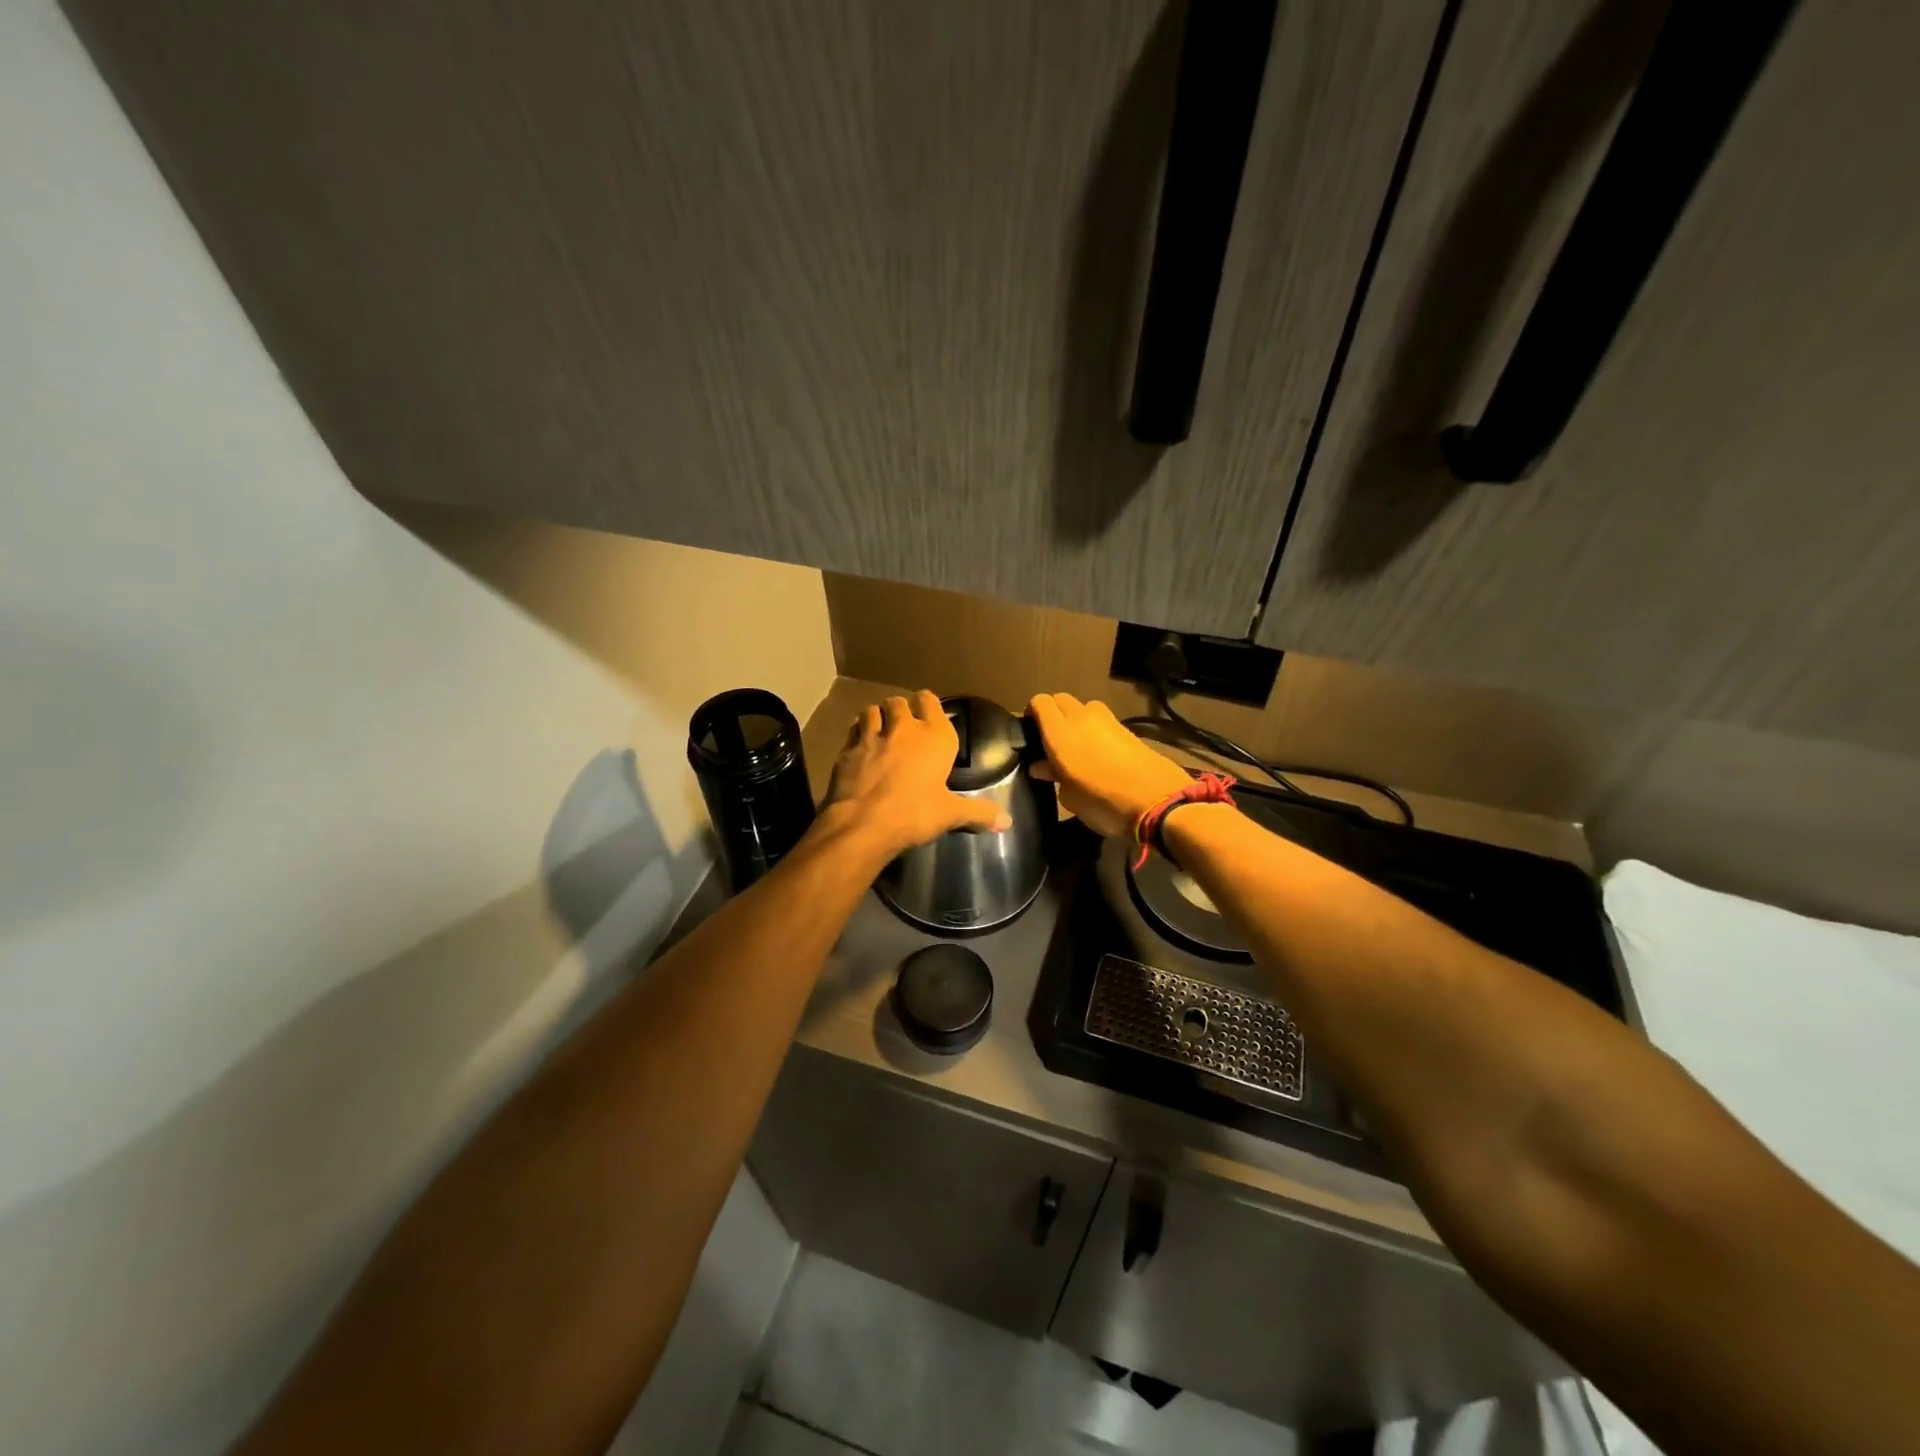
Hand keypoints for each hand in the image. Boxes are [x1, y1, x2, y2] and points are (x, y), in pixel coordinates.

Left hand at [816, 691, 1009, 857]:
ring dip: (876, 717)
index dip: (928, 705)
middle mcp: (903, 728)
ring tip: (880, 731)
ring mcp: (871, 735)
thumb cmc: (914, 814)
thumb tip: (1007, 822)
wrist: (863, 824)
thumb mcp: (950, 815)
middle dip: (901, 710)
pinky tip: (860, 748)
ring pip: (871, 710)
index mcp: (934, 736)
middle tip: (903, 727)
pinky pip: (852, 731)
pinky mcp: (847, 749)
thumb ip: (978, 813)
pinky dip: (857, 735)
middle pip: (899, 702)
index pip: (930, 700)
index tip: (928, 715)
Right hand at [1027, 693, 1191, 837]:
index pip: (1040, 702)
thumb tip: (1041, 765)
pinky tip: (1098, 752)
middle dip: (1054, 713)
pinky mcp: (1128, 729)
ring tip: (1077, 745)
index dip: (1032, 712)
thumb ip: (1053, 775)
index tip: (1029, 731)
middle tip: (1051, 738)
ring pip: (1084, 708)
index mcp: (1059, 733)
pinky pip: (1103, 721)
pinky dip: (1096, 730)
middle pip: (1061, 699)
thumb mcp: (1069, 797)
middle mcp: (1081, 718)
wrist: (1157, 802)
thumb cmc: (1102, 803)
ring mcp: (1108, 721)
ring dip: (1077, 719)